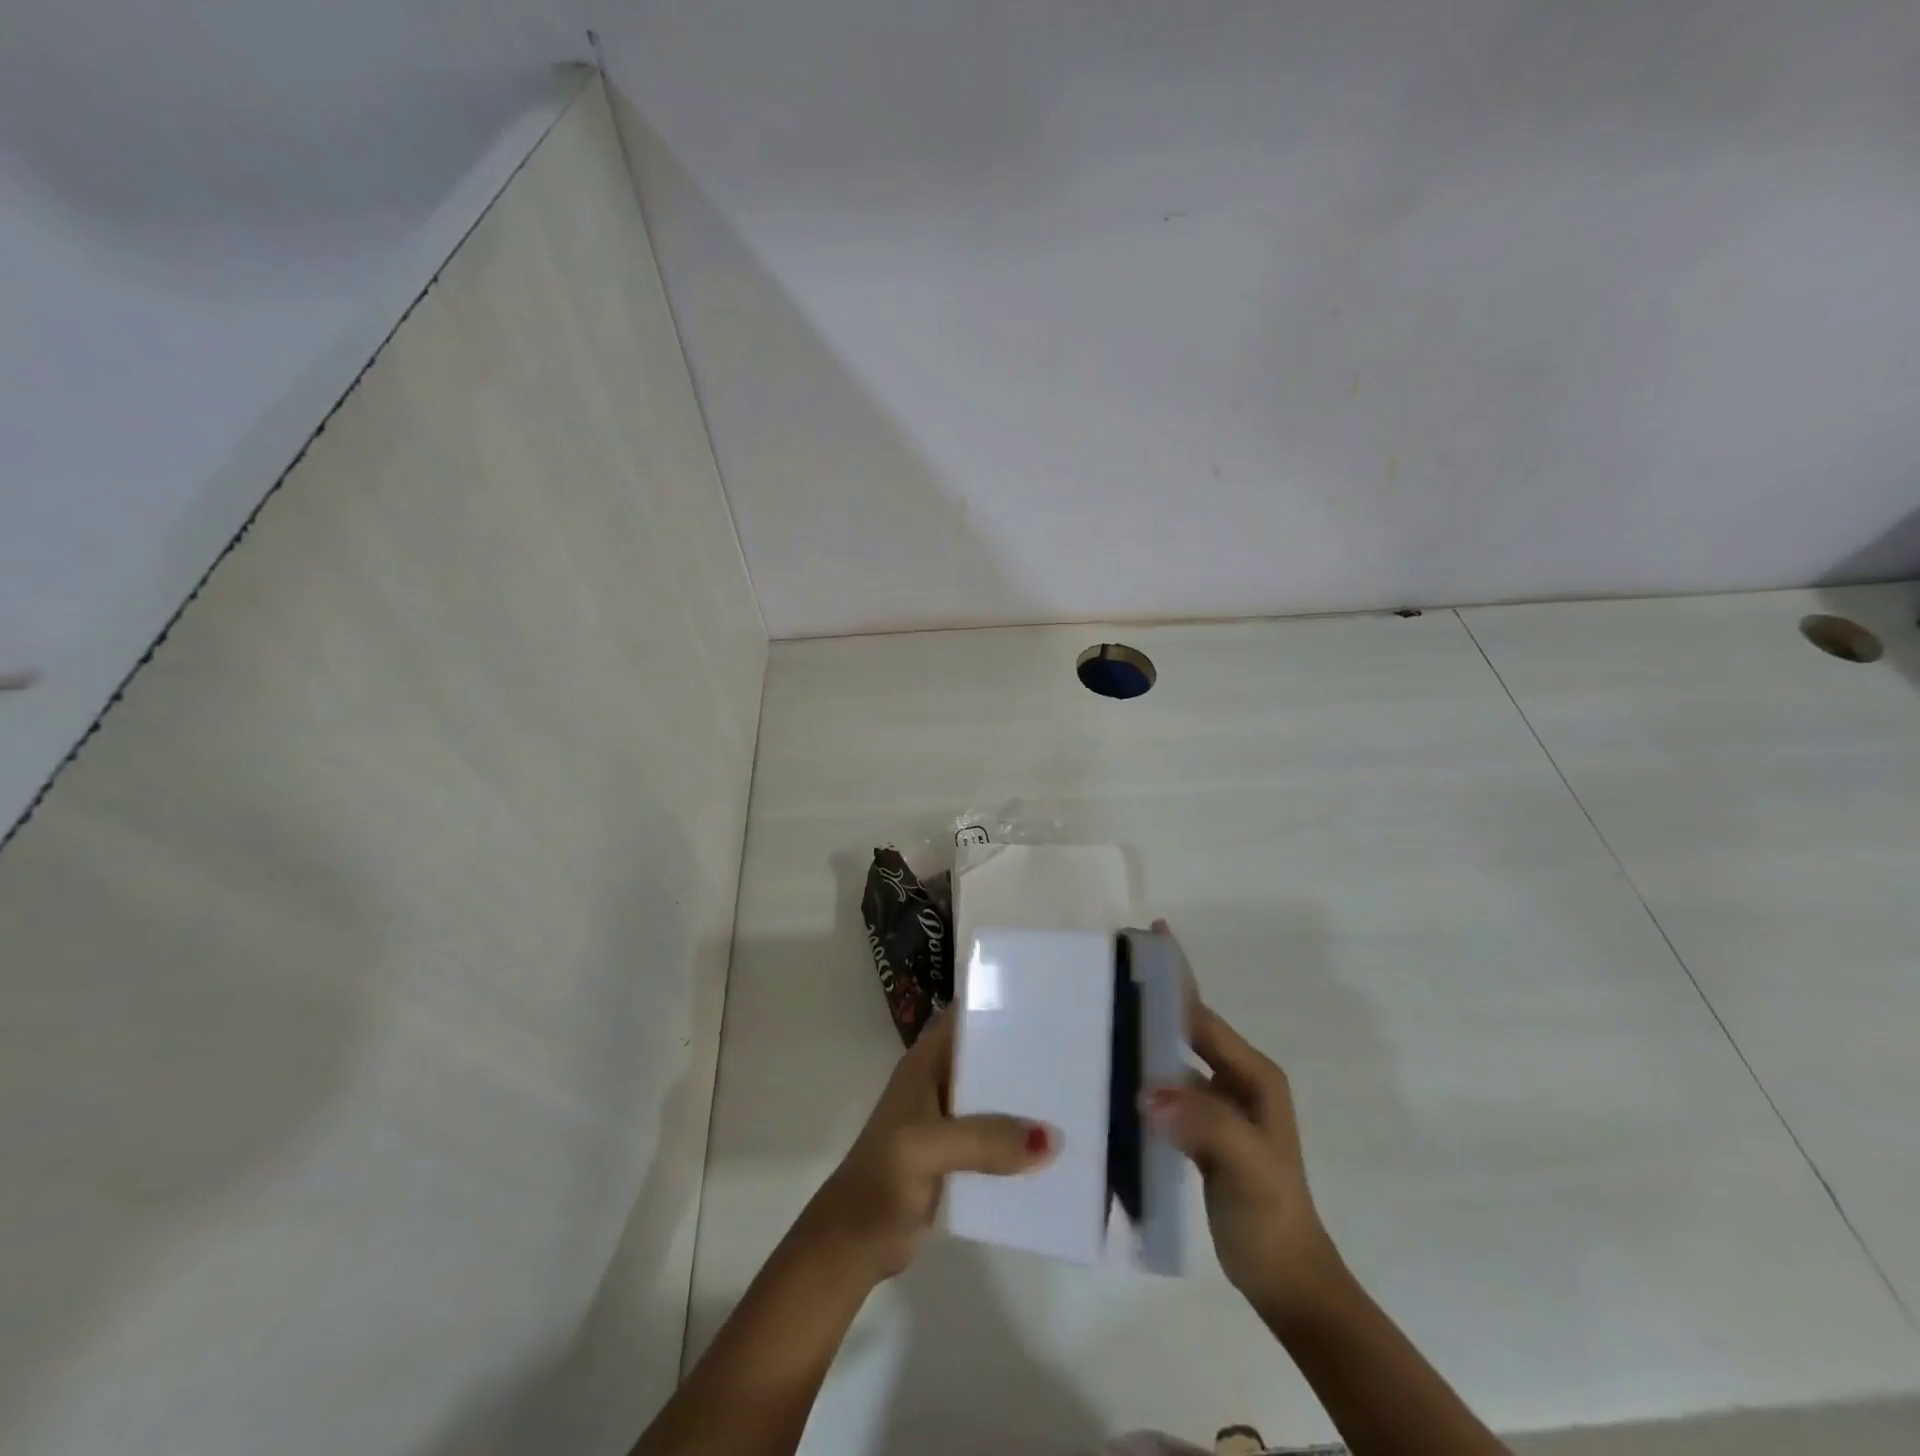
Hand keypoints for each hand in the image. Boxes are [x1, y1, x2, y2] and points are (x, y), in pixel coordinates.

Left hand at [802, 1012, 1054, 1283]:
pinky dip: (1018, 1139)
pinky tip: (1055, 1146)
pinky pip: (995, 1138)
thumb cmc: (882, 1180)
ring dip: (1024, 1099)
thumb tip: (1051, 1138)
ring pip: (993, 1098)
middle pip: (985, 1057)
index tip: (1043, 1002)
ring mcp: (946, 1121)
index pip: (964, 1019)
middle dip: (1022, 1053)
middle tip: (1074, 1050)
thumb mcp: (928, 1148)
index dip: (997, 1006)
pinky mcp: (956, 1157)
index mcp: (924, 1064)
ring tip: (1075, 1094)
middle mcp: (937, 1084)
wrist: (853, 1245)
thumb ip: (984, 1139)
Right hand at [1144, 922, 1341, 1317]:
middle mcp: (1238, 1081)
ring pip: (1175, 1056)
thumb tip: (1148, 1090)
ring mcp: (1220, 1105)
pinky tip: (1114, 1073)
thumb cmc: (1271, 1217)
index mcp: (1254, 1076)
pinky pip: (1168, 1088)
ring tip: (1103, 1012)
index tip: (1148, 938)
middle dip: (1157, 996)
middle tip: (1112, 967)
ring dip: (1146, 1034)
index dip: (1177, 979)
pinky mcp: (1202, 1129)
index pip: (1204, 1018)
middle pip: (1190, 1027)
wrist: (1286, 1280)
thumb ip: (1205, 1125)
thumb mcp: (1247, 1168)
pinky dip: (1144, 1074)